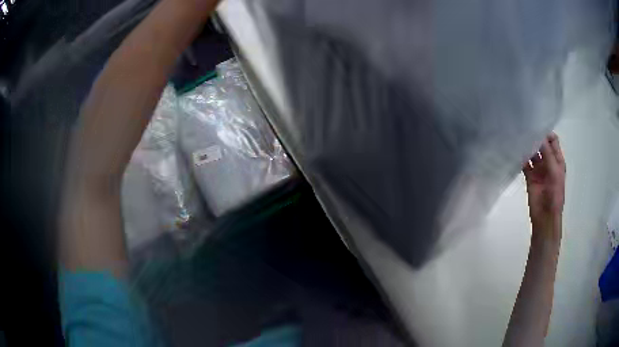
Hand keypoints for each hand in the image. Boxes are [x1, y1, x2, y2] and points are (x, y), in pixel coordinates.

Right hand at [523, 133, 565, 237]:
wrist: (545, 217)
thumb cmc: (554, 195)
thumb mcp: (554, 172)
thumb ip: (548, 154)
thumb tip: (538, 135)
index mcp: (557, 160)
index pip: (552, 140)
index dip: (545, 133)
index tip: (535, 126)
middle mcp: (548, 162)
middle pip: (541, 145)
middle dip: (535, 137)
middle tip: (524, 129)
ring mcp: (538, 169)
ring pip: (532, 153)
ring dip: (527, 147)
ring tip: (518, 138)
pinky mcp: (530, 177)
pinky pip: (525, 164)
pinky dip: (521, 158)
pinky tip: (515, 151)